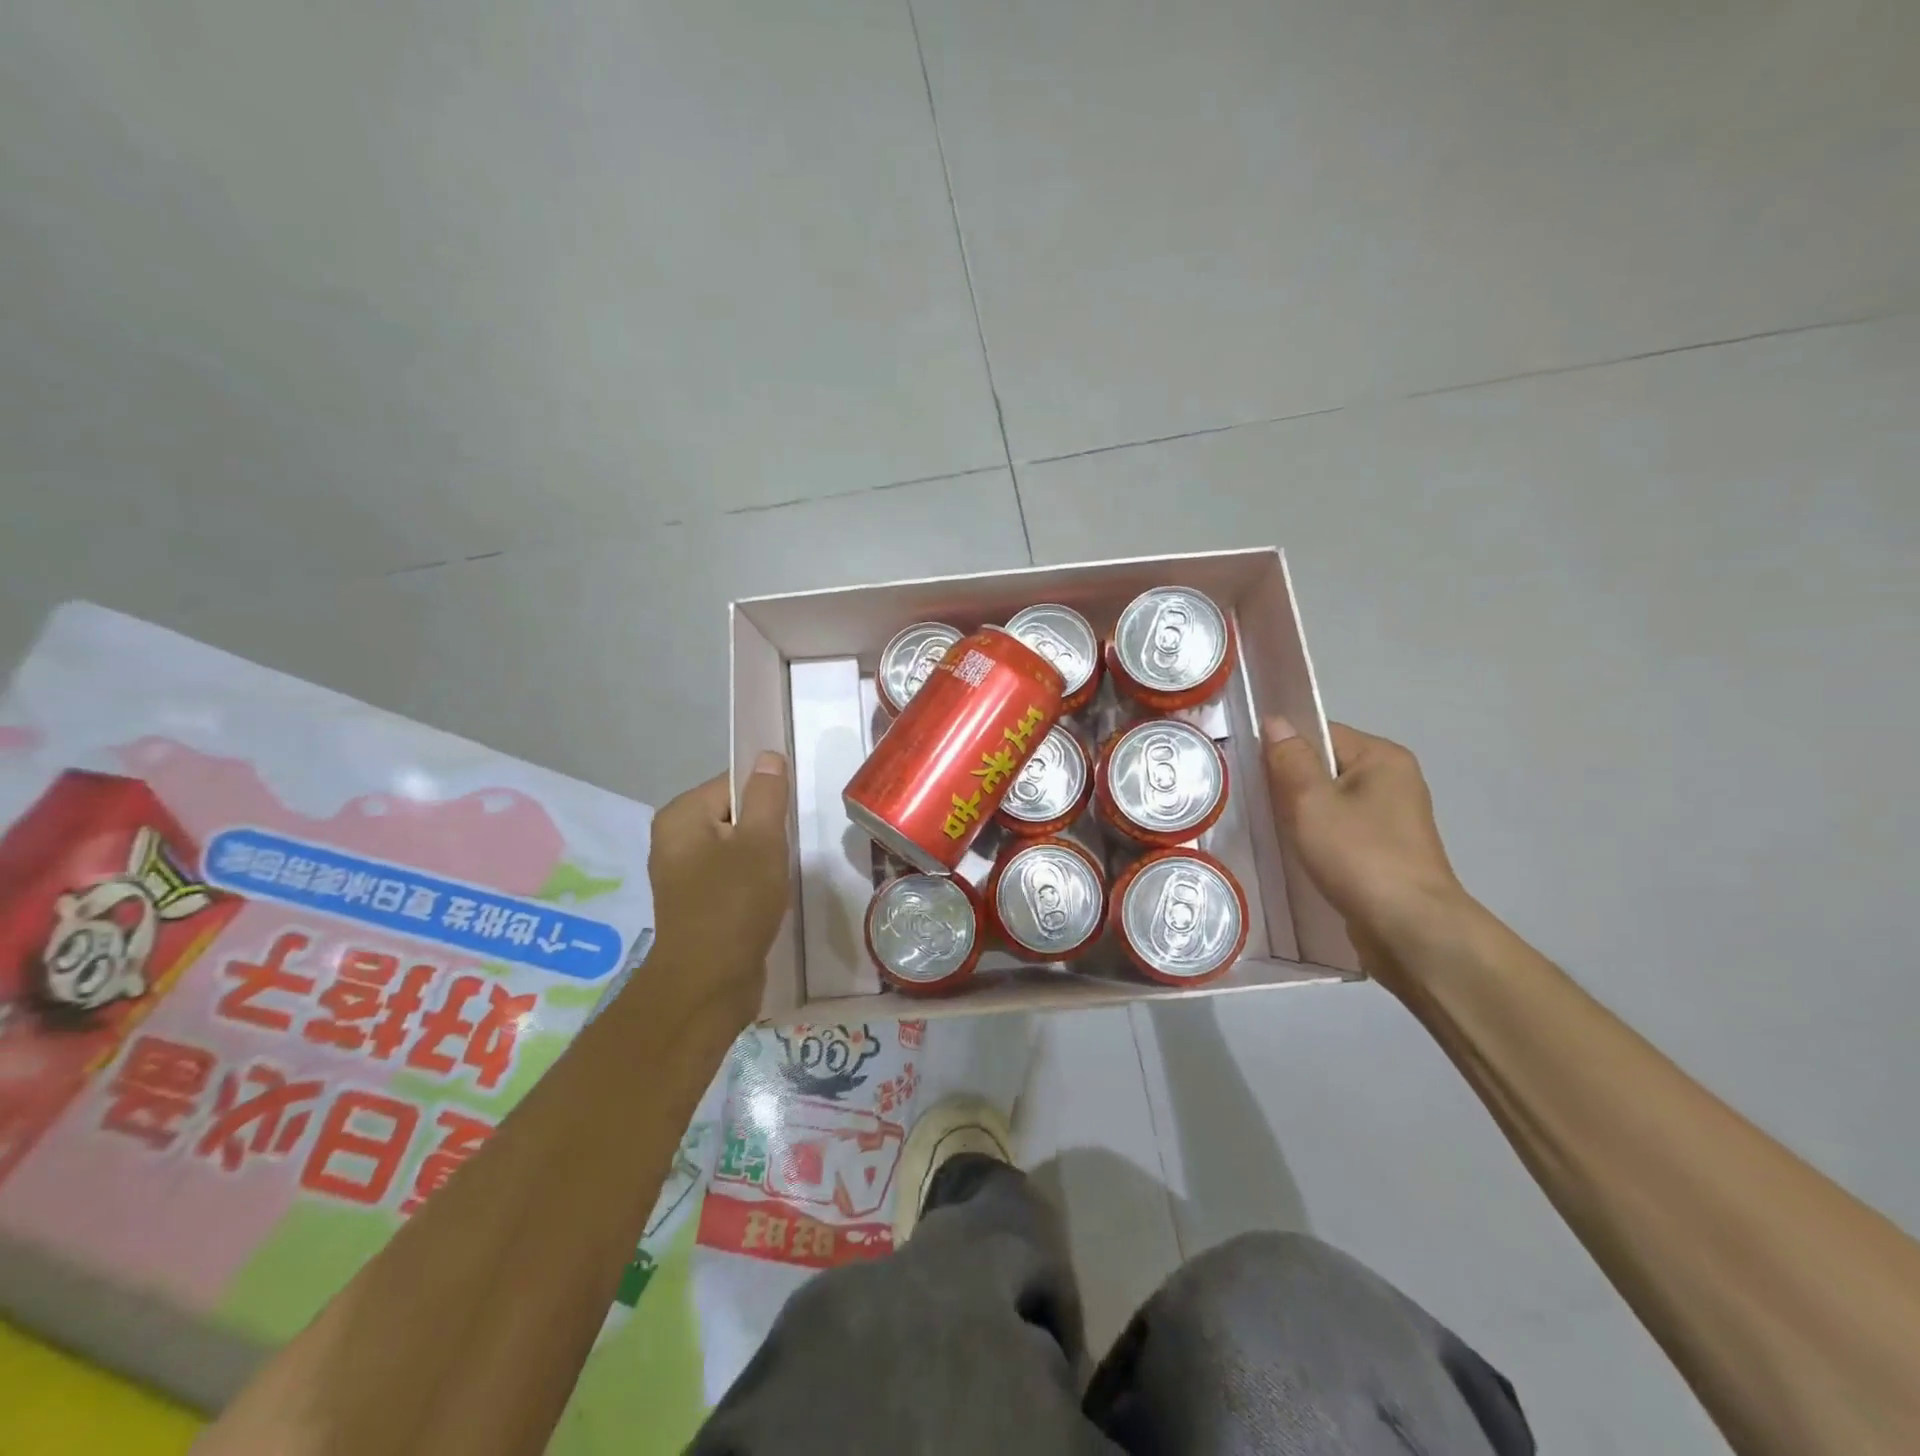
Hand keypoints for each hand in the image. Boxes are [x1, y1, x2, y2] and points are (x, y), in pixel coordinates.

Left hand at [645, 753, 792, 1027]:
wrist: (709, 984)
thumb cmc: (734, 903)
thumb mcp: (760, 841)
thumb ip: (767, 795)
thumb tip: (767, 756)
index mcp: (680, 816)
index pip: (733, 783)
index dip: (766, 799)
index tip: (787, 824)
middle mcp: (674, 839)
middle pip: (734, 814)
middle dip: (766, 830)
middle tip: (785, 853)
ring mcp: (683, 874)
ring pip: (736, 848)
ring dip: (762, 858)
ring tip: (778, 878)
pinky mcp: (697, 903)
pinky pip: (731, 876)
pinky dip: (752, 882)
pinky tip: (767, 899)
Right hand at [1262, 719, 1470, 986]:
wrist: (1409, 929)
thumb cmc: (1358, 855)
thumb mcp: (1311, 801)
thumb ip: (1289, 758)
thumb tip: (1274, 721)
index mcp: (1382, 757)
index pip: (1320, 733)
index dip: (1283, 748)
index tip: (1251, 770)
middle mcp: (1394, 781)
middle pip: (1325, 767)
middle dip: (1289, 784)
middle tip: (1255, 802)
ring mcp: (1392, 819)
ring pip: (1330, 802)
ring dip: (1301, 814)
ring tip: (1271, 830)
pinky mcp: (1386, 851)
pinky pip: (1340, 830)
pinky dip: (1317, 838)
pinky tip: (1297, 853)